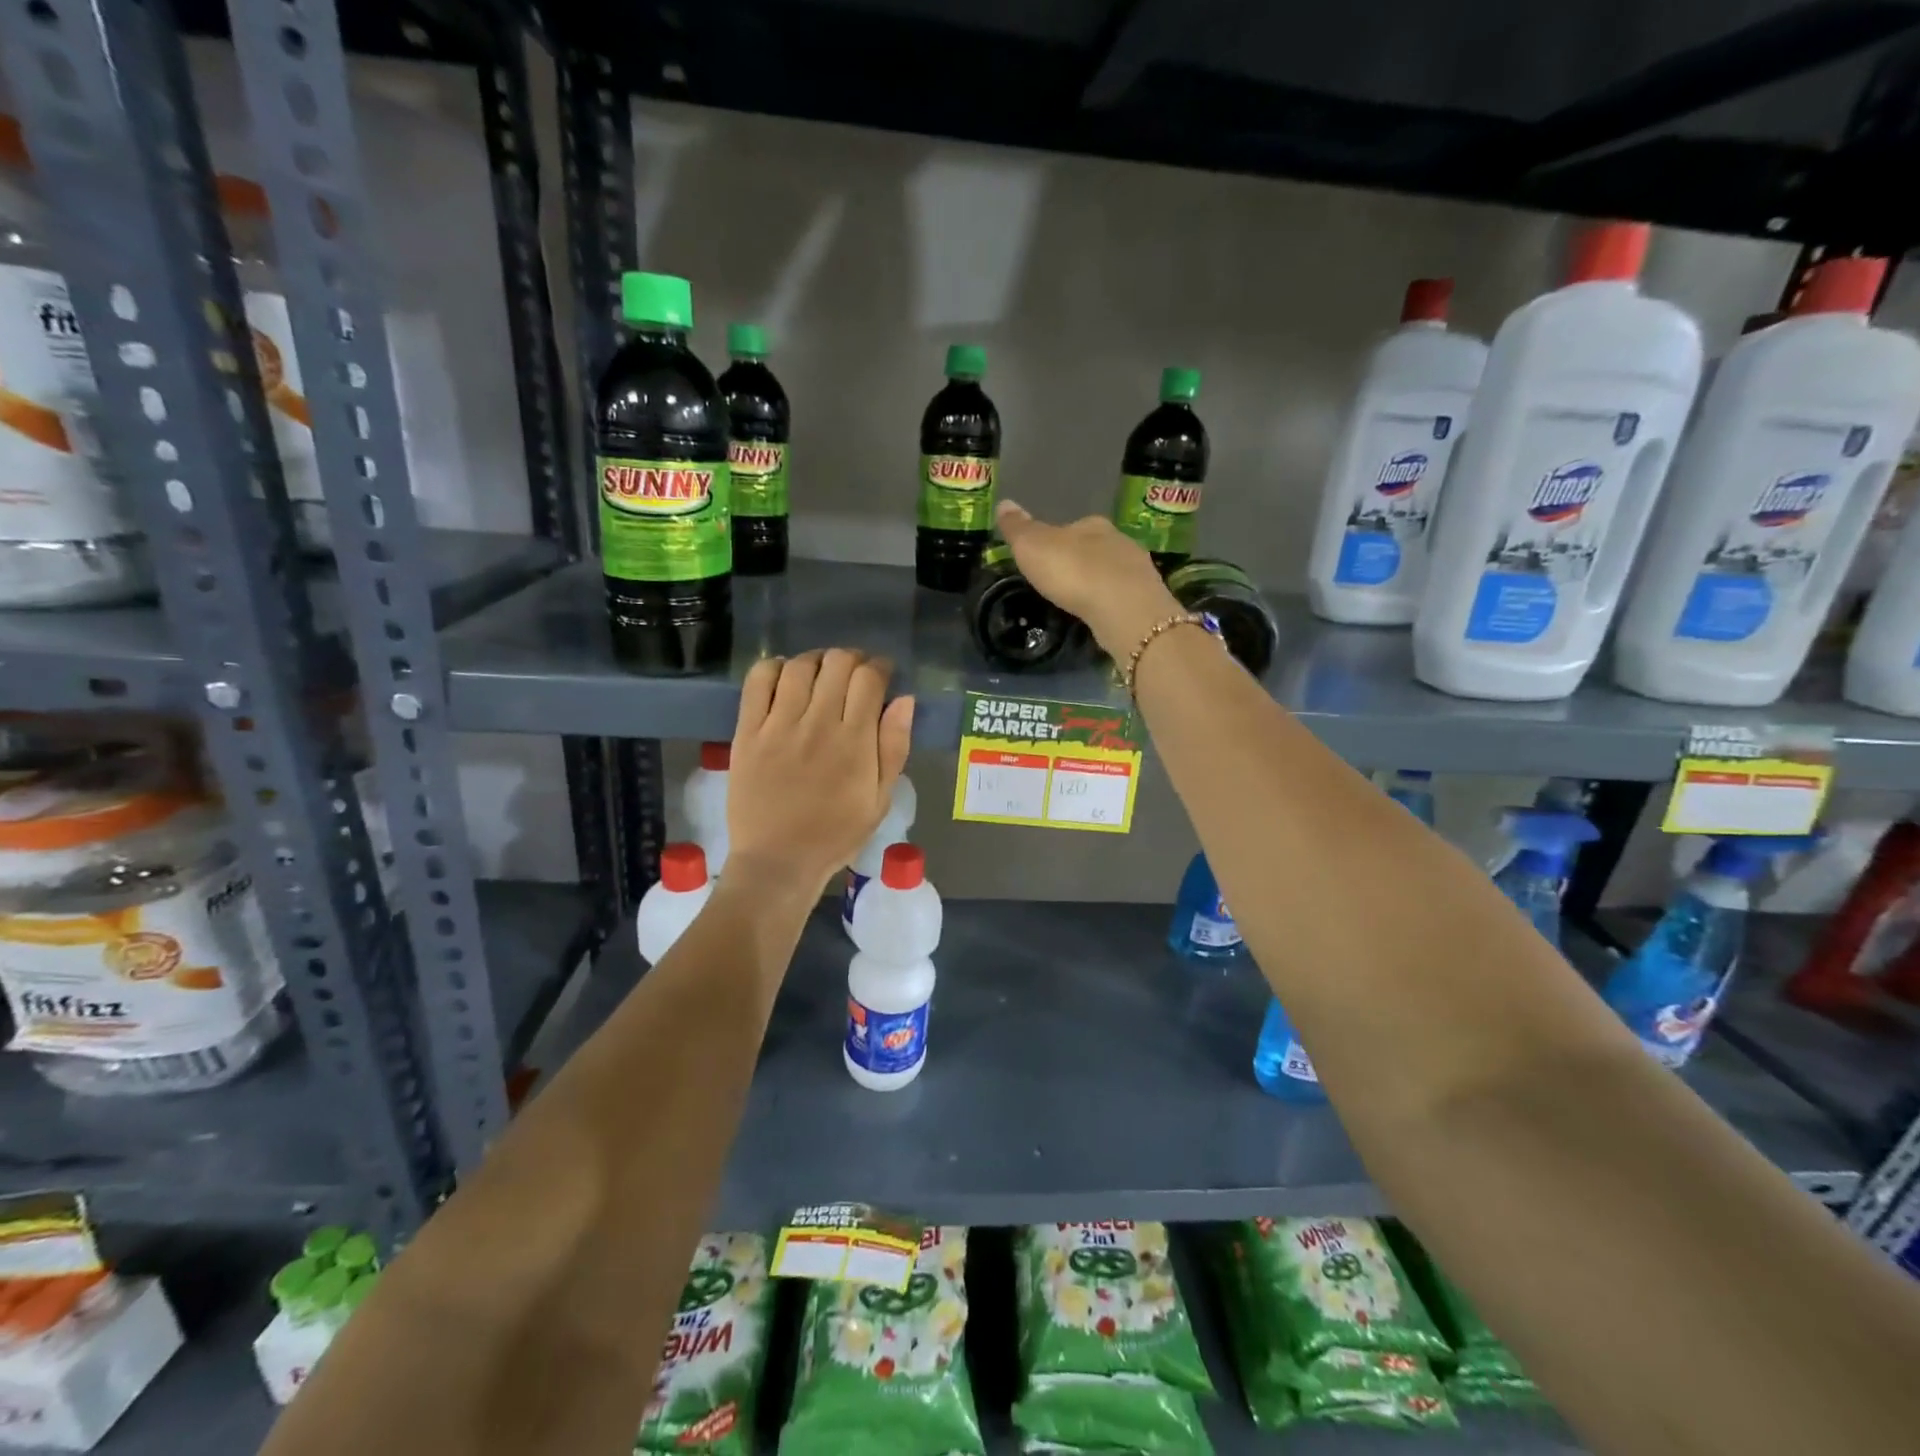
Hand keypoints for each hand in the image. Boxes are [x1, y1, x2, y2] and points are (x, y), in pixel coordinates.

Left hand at [727, 649, 914, 896]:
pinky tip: (784, 677)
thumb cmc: (836, 834)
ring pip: (799, 666)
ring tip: (821, 674)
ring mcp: (778, 725)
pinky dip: (774, 668)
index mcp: (854, 741)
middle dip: (852, 660)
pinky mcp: (748, 731)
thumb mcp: (880, 799)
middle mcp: (817, 723)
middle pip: (837, 663)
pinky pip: (758, 681)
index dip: (880, 667)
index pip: (869, 679)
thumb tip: (904, 700)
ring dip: (816, 660)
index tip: (882, 675)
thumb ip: (894, 747)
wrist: (777, 861)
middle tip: (853, 675)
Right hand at [996, 499, 1179, 656]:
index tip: (1045, 559)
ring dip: (1098, 582)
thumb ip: (1018, 528)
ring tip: (1082, 600)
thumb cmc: (1072, 572)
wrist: (1123, 608)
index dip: (1056, 541)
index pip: (1070, 527)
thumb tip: (1003, 502)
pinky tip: (1102, 613)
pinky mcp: (1146, 596)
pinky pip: (1123, 594)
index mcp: (1091, 524)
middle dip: (1080, 561)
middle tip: (1062, 582)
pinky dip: (1112, 601)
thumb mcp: (1032, 547)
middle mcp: (1118, 539)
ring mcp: (1137, 568)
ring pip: (1111, 570)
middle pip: (1093, 547)